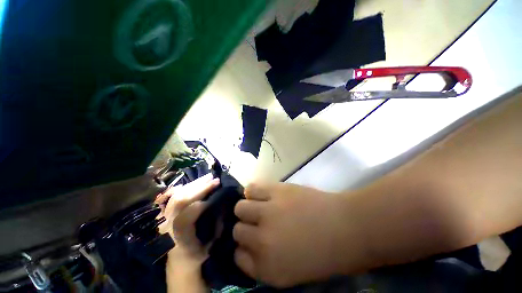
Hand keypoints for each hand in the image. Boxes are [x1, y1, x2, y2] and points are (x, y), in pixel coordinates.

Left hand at [157, 174, 219, 262]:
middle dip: (199, 188)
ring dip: (194, 184)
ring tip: (208, 177)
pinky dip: (183, 188)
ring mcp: (163, 219)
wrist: (178, 264)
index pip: (186, 217)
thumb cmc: (196, 257)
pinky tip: (193, 183)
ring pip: (176, 196)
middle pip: (180, 201)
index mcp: (178, 239)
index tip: (216, 191)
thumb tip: (222, 207)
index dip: (201, 202)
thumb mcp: (209, 247)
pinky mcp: (164, 215)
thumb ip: (216, 228)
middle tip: (215, 179)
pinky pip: (171, 197)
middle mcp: (167, 227)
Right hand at [233, 183, 364, 287]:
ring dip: (245, 208)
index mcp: (267, 268)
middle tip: (255, 221)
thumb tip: (247, 245)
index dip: (243, 247)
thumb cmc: (322, 253)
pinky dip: (251, 191)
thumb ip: (263, 262)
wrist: (345, 227)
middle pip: (237, 230)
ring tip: (255, 205)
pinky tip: (258, 193)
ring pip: (241, 207)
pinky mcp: (276, 191)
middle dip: (244, 227)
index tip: (249, 241)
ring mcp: (268, 213)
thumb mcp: (289, 272)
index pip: (238, 256)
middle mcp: (262, 241)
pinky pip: (252, 189)